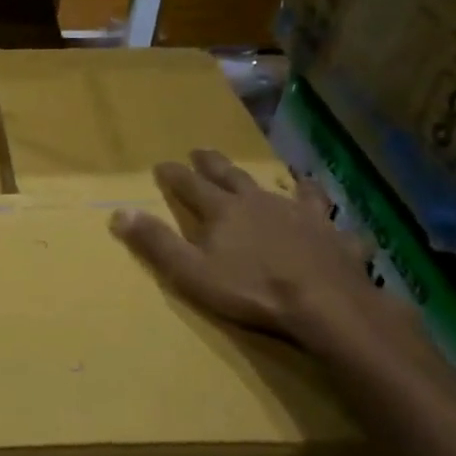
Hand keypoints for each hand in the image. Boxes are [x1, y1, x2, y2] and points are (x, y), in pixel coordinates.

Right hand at [110, 149, 380, 349]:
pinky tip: (336, 221)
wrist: (325, 304)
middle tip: (202, 151)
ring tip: (284, 174)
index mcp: (223, 211)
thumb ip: (156, 242)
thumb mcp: (190, 271)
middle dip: (213, 164)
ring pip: (287, 189)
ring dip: (279, 181)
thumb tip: (119, 212)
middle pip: (232, 176)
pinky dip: (329, 217)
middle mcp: (260, 202)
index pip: (190, 185)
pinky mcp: (333, 235)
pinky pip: (331, 220)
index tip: (161, 164)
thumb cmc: (251, 289)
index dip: (174, 175)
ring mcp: (301, 215)